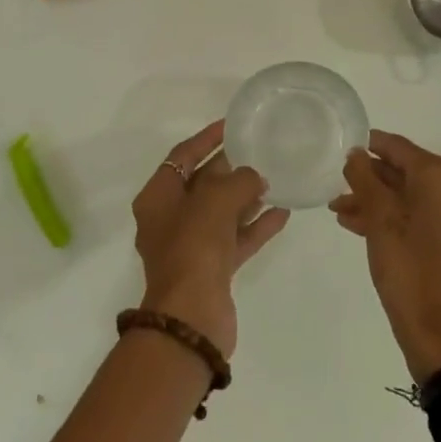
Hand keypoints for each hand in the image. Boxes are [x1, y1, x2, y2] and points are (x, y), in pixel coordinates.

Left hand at [132, 120, 289, 359]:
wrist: (191, 316)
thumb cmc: (194, 246)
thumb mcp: (216, 200)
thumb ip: (239, 181)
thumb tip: (255, 177)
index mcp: (158, 198)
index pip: (182, 157)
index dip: (206, 139)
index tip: (231, 125)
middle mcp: (170, 219)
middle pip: (202, 184)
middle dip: (229, 168)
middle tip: (258, 150)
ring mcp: (191, 246)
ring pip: (221, 213)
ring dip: (246, 197)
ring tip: (275, 178)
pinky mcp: (212, 269)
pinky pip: (236, 238)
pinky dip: (256, 226)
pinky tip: (283, 212)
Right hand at [332, 130, 440, 382]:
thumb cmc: (409, 269)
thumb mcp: (379, 220)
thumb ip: (364, 179)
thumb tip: (356, 153)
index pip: (398, 147)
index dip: (368, 145)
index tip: (340, 147)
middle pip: (405, 171)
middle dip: (368, 178)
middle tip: (336, 185)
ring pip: (409, 195)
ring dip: (375, 200)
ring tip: (339, 209)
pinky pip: (419, 214)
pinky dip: (391, 217)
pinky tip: (357, 224)